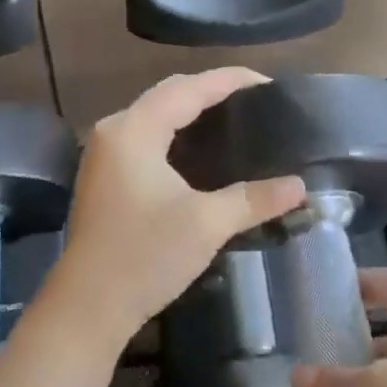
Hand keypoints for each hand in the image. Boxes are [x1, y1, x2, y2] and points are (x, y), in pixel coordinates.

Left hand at [40, 69, 305, 349]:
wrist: (88, 307)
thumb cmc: (145, 256)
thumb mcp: (206, 224)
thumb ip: (254, 199)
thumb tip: (299, 186)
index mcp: (134, 130)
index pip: (189, 88)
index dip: (229, 80)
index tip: (268, 83)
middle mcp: (115, 130)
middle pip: (169, 94)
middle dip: (211, 91)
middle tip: (255, 102)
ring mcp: (104, 153)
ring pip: (154, 114)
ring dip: (191, 111)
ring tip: (233, 118)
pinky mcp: (104, 175)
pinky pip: (145, 136)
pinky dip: (175, 132)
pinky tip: (199, 150)